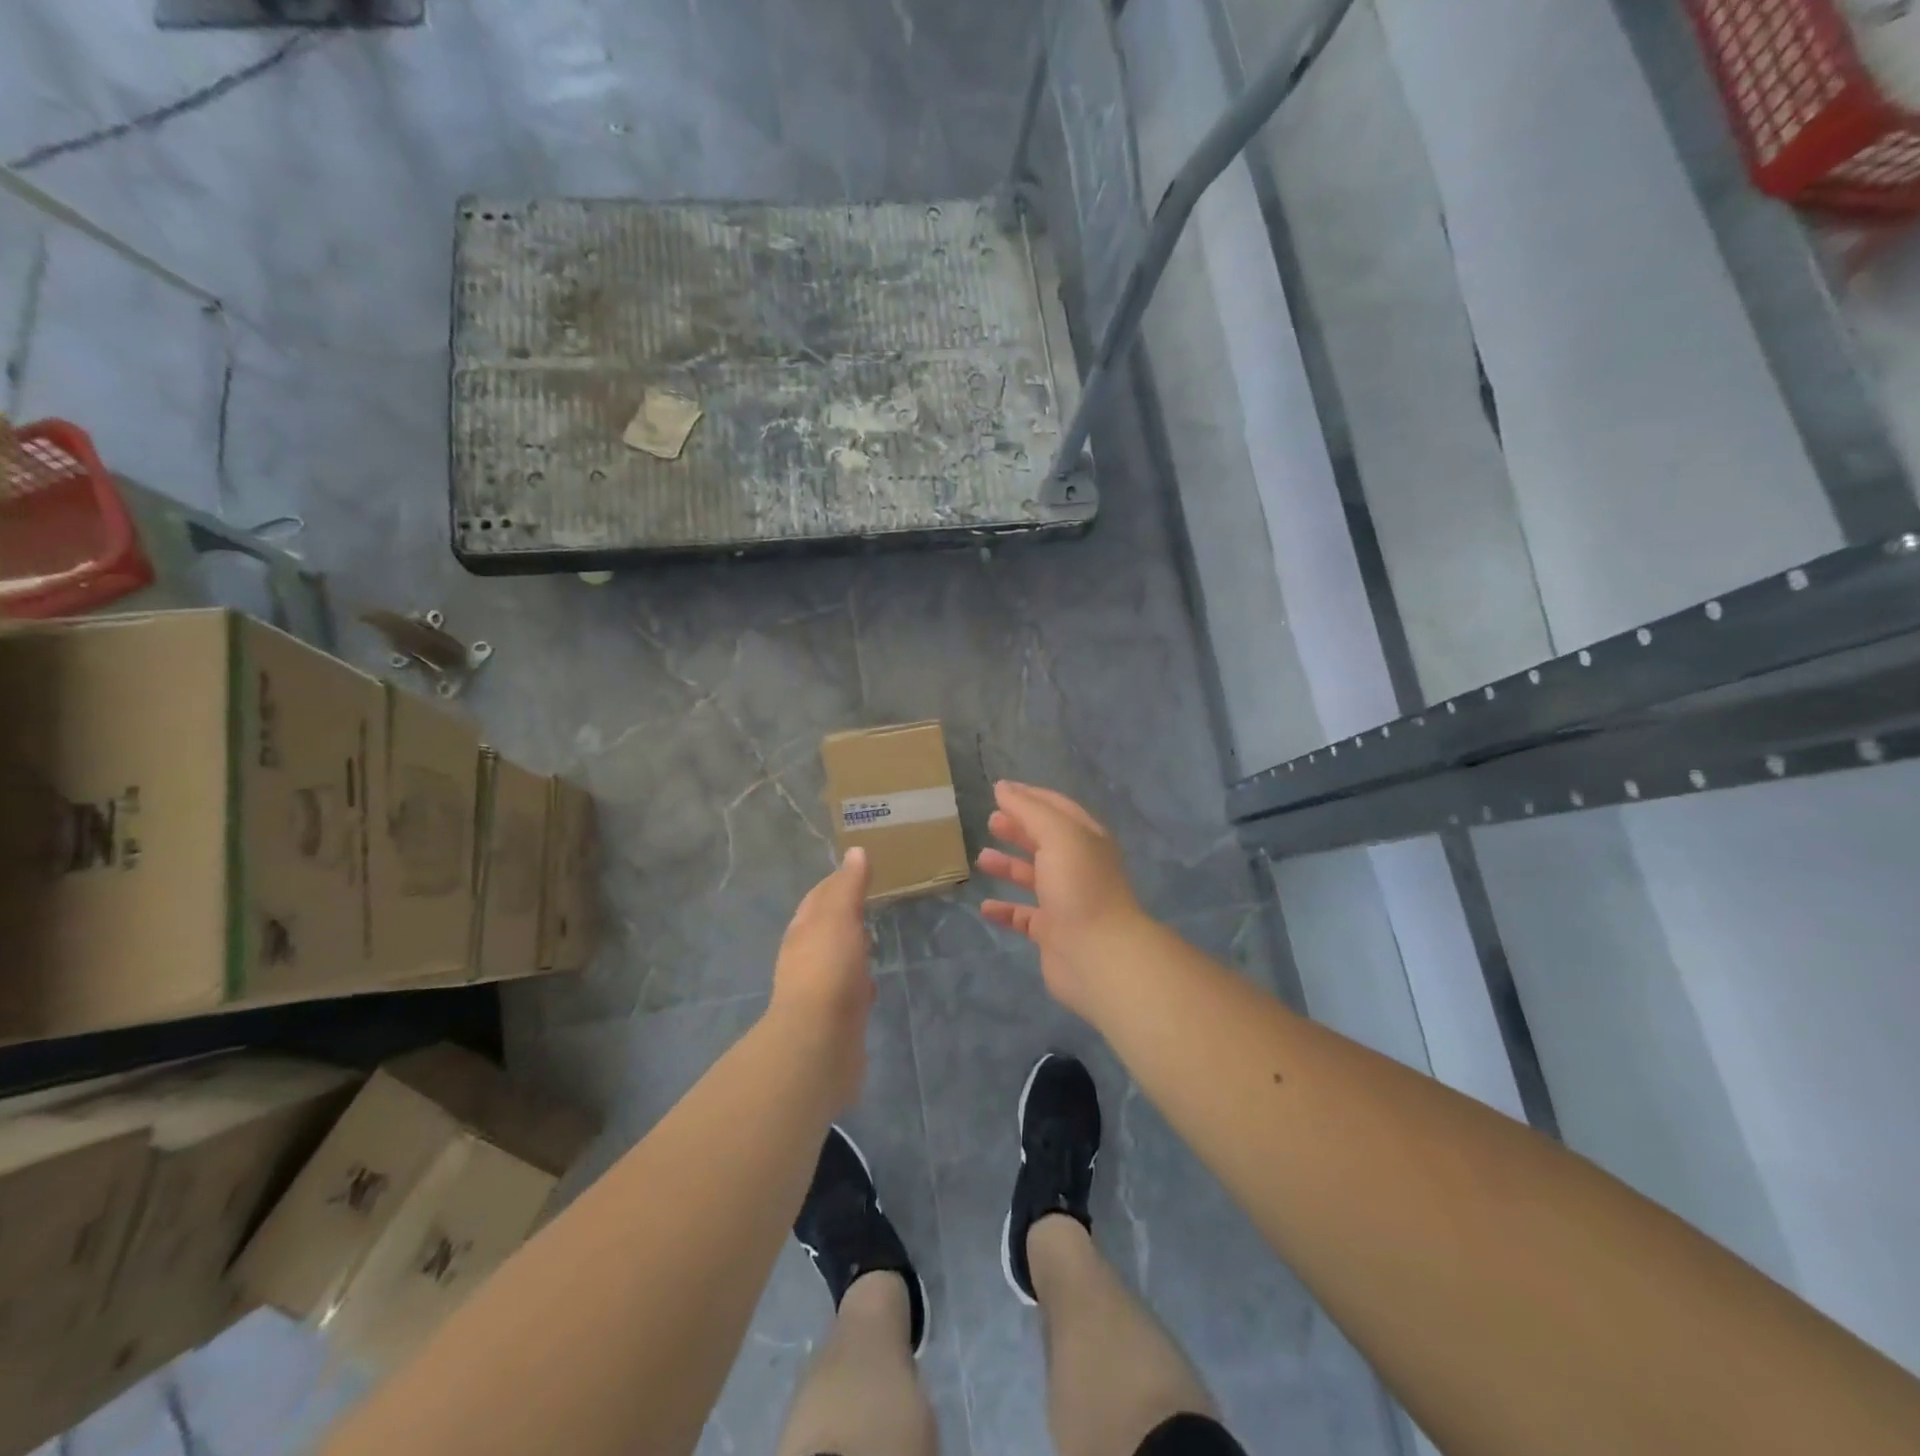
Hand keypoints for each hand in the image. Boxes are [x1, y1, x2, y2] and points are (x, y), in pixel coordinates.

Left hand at [769, 848, 873, 1108]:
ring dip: (851, 948)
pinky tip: (872, 984)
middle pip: (824, 927)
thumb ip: (848, 886)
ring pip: (837, 959)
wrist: (818, 1043)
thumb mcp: (838, 918)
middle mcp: (805, 957)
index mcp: (803, 930)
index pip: (819, 896)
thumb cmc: (827, 970)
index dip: (837, 881)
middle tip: (871, 901)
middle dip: (844, 914)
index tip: (860, 868)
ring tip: (874, 938)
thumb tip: (855, 852)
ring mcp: (819, 989)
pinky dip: (859, 981)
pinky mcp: (835, 1018)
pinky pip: (848, 991)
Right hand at [976, 782, 1146, 1019]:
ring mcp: (1066, 901)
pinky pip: (1024, 916)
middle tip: (991, 822)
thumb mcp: (1056, 834)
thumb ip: (1028, 809)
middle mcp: (1078, 867)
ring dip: (1009, 866)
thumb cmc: (1078, 885)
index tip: (1000, 791)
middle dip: (1018, 829)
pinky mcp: (1053, 933)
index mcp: (1086, 839)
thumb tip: (1003, 788)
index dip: (1030, 797)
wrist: (1098, 954)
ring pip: (1033, 877)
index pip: (1057, 808)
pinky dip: (1005, 910)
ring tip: (982, 858)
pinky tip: (985, 906)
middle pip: (1045, 841)